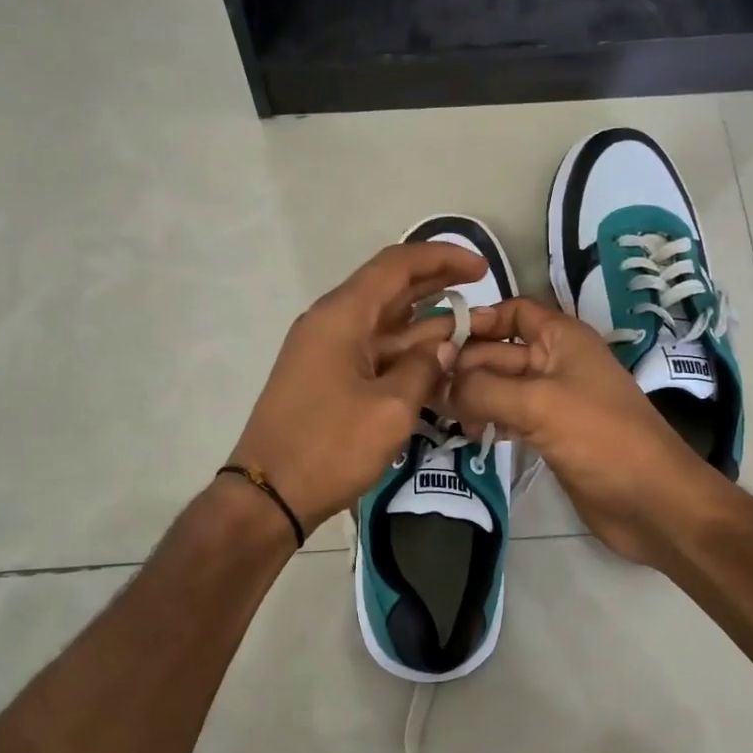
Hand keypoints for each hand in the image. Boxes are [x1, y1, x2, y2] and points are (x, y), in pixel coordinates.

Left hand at [228, 241, 485, 533]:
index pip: (396, 265)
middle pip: (390, 288)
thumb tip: (445, 348)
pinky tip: (438, 360)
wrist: (270, 495)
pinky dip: (406, 351)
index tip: (481, 268)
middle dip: (436, 283)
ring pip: (384, 323)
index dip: (441, 258)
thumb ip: (425, 369)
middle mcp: (331, 322)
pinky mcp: (327, 377)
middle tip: (482, 287)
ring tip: (471, 325)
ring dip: (425, 322)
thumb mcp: (391, 409)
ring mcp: (326, 351)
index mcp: (342, 316)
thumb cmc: (329, 448)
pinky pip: (373, 351)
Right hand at [446, 298, 720, 566]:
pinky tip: (468, 433)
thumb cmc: (601, 438)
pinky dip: (488, 419)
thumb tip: (442, 385)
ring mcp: (553, 400)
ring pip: (500, 386)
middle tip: (424, 388)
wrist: (652, 503)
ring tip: (440, 413)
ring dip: (472, 396)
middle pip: (499, 351)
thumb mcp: (539, 404)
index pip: (513, 311)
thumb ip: (484, 389)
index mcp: (562, 338)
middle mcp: (556, 362)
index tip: (438, 342)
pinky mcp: (549, 433)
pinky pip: (509, 415)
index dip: (478, 320)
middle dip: (465, 365)